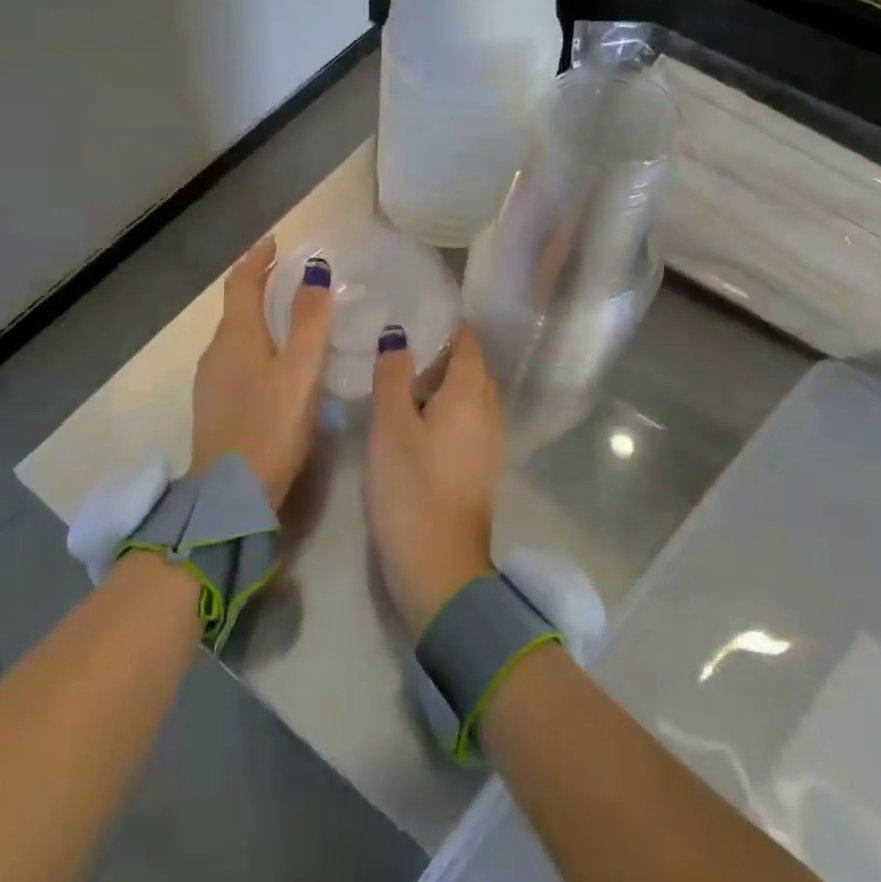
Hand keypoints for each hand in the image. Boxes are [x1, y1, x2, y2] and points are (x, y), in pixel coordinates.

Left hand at [189, 237, 333, 507]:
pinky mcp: (216, 405)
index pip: (242, 282)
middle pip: (236, 306)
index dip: (258, 258)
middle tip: (291, 274)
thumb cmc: (270, 425)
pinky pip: (237, 357)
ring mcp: (212, 380)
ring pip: (236, 334)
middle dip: (259, 284)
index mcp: (235, 336)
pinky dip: (257, 343)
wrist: (231, 494)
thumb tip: (315, 270)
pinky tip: (276, 361)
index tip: (276, 241)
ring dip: (259, 315)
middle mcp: (216, 351)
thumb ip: (310, 320)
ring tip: (290, 314)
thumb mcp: (300, 370)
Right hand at [366, 326, 504, 635]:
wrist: (440, 567)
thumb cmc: (411, 489)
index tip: (418, 315)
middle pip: (474, 369)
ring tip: (406, 378)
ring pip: (472, 397)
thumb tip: (398, 336)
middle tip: (404, 345)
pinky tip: (419, 419)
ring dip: (446, 383)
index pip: (469, 345)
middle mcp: (489, 413)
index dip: (448, 327)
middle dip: (446, 353)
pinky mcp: (480, 469)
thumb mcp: (391, 427)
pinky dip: (449, 410)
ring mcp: (489, 443)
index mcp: (470, 395)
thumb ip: (394, 377)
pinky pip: (469, 422)